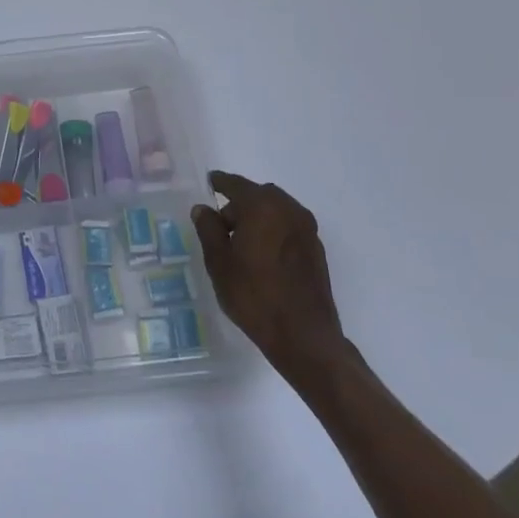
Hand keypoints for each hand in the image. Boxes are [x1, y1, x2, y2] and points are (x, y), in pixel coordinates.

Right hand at [193, 171, 347, 373]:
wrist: (304, 336)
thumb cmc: (254, 295)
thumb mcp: (219, 262)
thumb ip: (209, 229)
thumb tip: (203, 209)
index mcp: (262, 207)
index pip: (236, 185)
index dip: (220, 183)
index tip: (210, 181)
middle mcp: (289, 210)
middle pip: (259, 195)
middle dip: (239, 203)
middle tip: (221, 223)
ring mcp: (307, 229)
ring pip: (276, 210)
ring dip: (258, 216)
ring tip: (241, 241)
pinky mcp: (316, 249)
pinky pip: (288, 226)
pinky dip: (273, 229)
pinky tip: (262, 253)